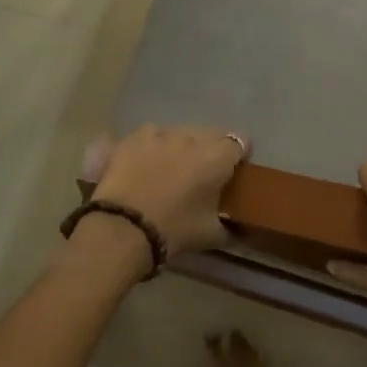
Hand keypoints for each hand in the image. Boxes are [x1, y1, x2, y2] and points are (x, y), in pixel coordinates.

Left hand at [81, 124, 248, 255]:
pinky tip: (147, 161)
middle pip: (211, 133)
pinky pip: (153, 134)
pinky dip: (154, 144)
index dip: (239, 155)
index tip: (233, 170)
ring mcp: (162, 133)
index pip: (241, 141)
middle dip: (212, 148)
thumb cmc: (175, 229)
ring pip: (181, 131)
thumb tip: (236, 228)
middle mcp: (193, 137)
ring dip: (183, 145)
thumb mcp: (211, 234)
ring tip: (173, 166)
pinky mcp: (135, 137)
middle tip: (203, 172)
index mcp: (218, 157)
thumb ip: (229, 226)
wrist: (125, 226)